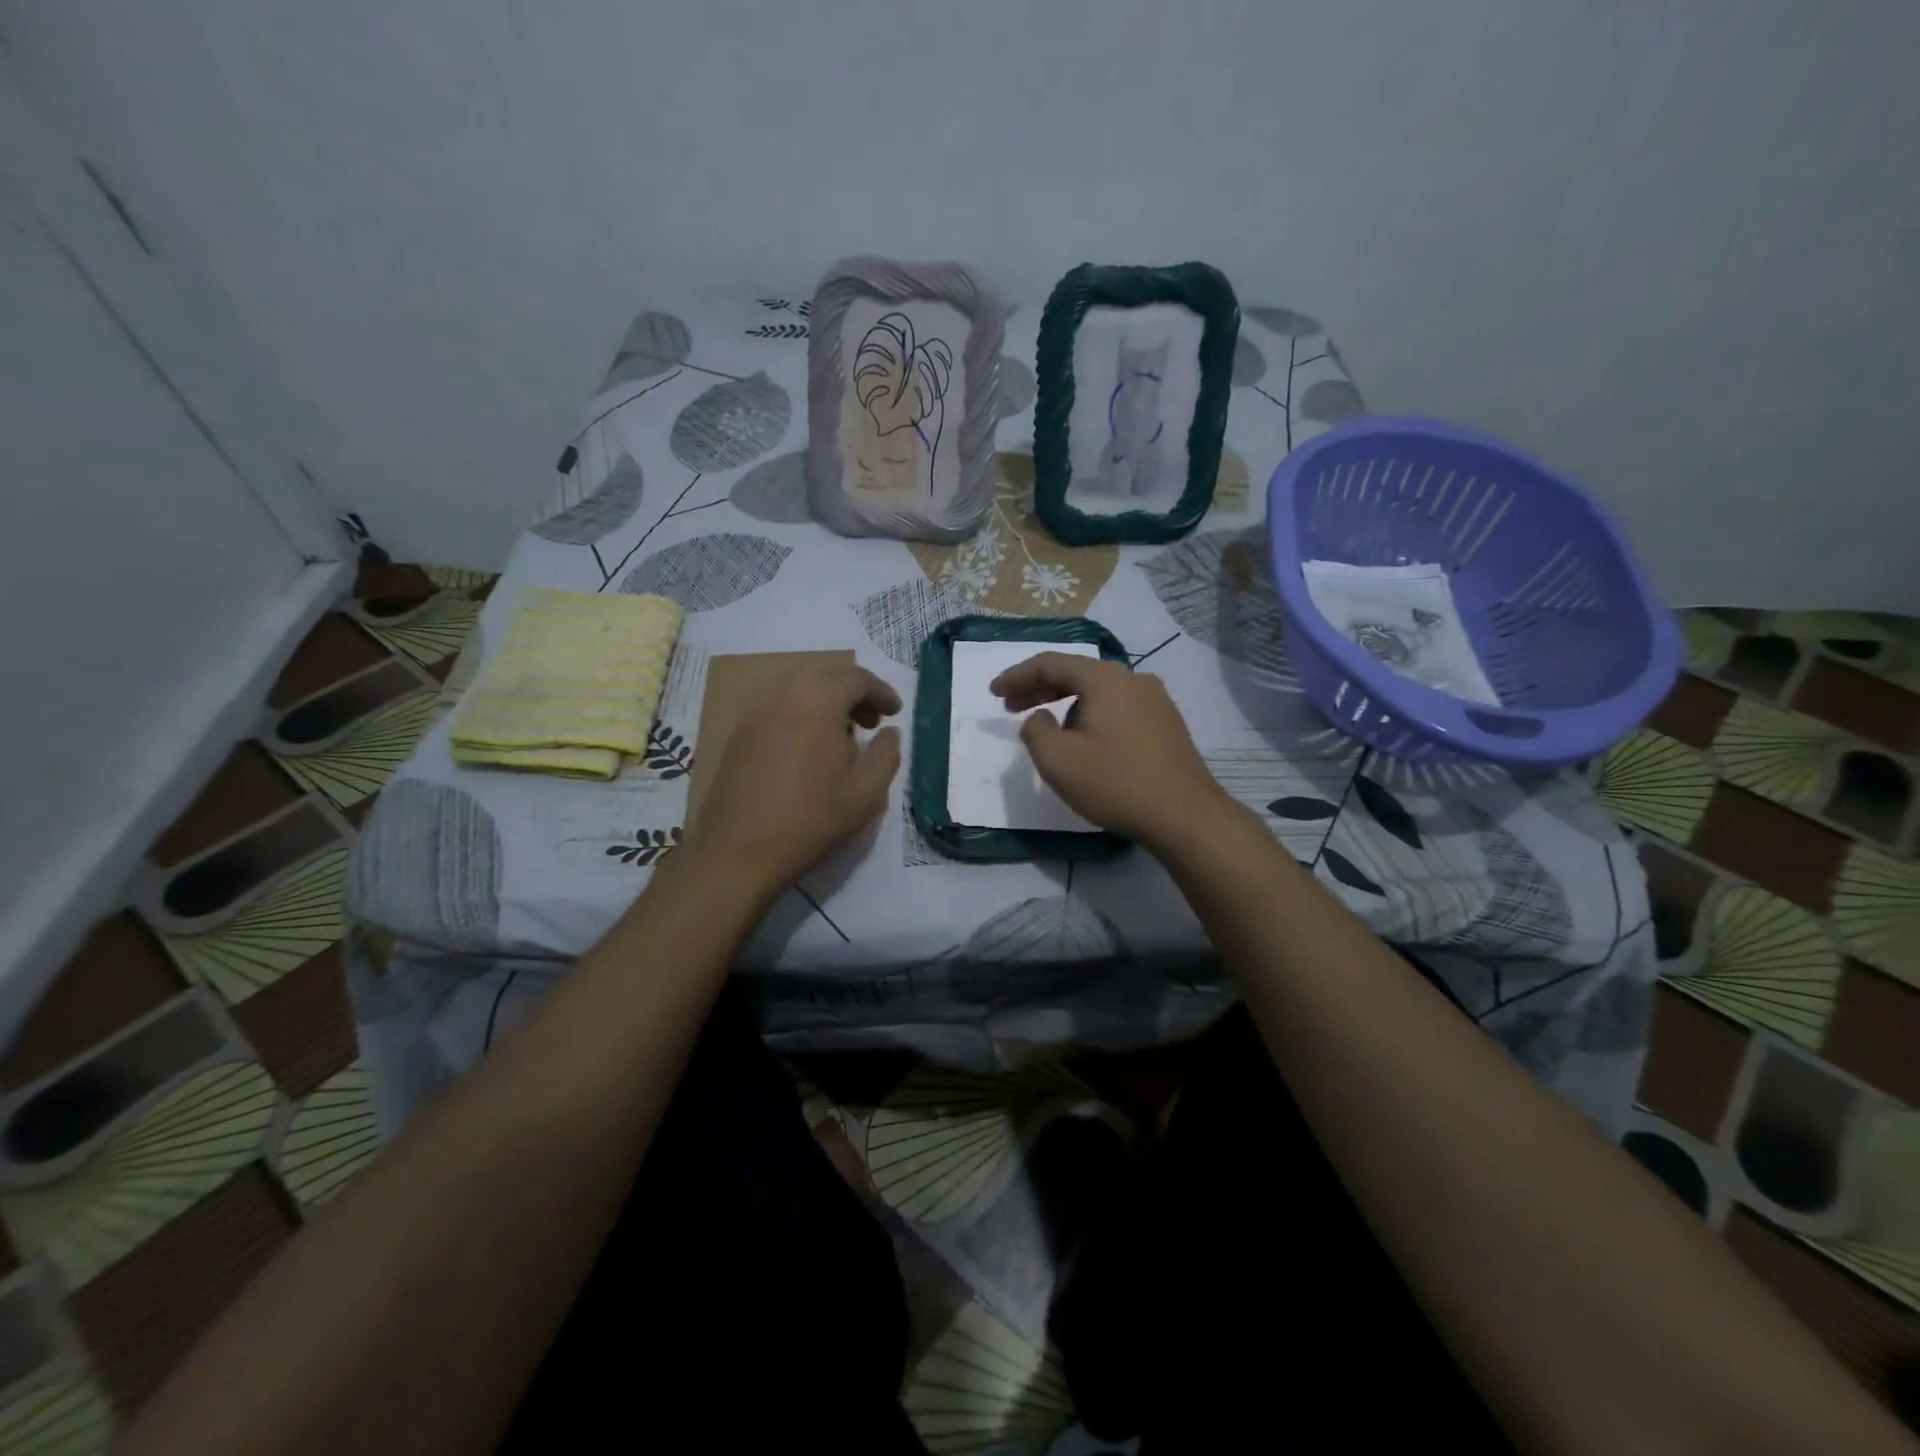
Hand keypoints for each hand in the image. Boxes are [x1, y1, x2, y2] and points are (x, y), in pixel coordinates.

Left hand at [688, 664, 902, 892]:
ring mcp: (755, 712)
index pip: (857, 678)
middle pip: (826, 678)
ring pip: (799, 692)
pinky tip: (809, 751)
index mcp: (817, 699)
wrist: (737, 850)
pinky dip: (802, 717)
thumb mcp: (866, 792)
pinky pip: (779, 710)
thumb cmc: (810, 818)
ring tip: (843, 738)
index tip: (895, 713)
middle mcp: (783, 694)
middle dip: (854, 695)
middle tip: (873, 724)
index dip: (881, 692)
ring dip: (826, 705)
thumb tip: (890, 733)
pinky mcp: (739, 734)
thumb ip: (886, 754)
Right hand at [992, 652, 1234, 848]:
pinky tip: (1085, 743)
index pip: (1051, 663)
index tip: (994, 692)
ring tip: (1048, 733)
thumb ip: (1035, 730)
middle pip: (1076, 674)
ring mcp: (1156, 701)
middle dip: (1039, 689)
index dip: (1017, 676)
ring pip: (1098, 693)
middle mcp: (1133, 679)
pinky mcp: (1167, 724)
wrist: (1185, 815)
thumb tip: (1040, 717)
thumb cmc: (1115, 783)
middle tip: (1011, 708)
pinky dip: (1092, 717)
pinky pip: (1118, 709)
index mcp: (1105, 679)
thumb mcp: (1057, 760)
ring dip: (1066, 706)